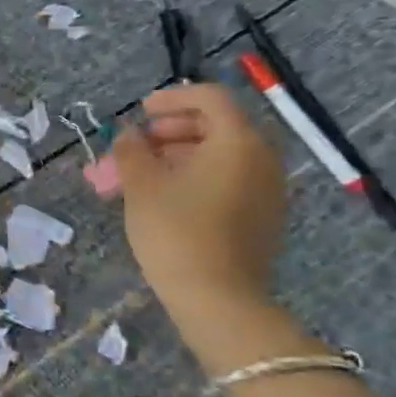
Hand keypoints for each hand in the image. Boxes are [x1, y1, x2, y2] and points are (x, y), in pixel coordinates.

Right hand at [111, 83, 286, 317]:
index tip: (139, 113)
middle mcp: (261, 159)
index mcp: (238, 142)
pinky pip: (226, 180)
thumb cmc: (176, 231)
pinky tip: (161, 198)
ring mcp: (266, 189)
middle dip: (166, 133)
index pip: (210, 98)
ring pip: (217, 156)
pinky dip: (193, 178)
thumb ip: (131, 150)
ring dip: (174, 157)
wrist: (217, 298)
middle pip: (214, 127)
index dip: (171, 98)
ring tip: (135, 177)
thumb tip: (129, 135)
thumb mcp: (141, 184)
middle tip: (131, 149)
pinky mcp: (261, 216)